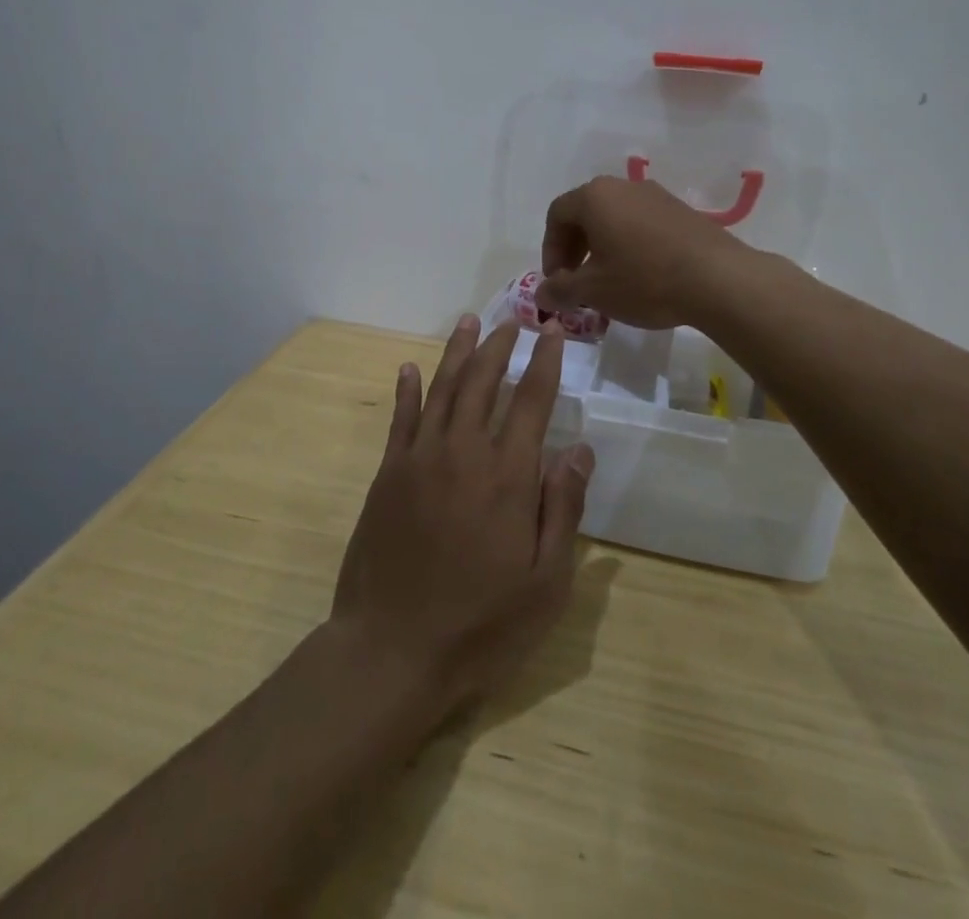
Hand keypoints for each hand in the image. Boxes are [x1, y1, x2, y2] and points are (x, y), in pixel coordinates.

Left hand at [332, 316, 593, 716]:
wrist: (392, 649)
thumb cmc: (481, 623)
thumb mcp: (545, 582)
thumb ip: (563, 508)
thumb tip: (580, 449)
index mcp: (508, 475)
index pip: (531, 401)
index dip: (544, 362)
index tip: (551, 331)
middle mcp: (463, 452)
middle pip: (483, 382)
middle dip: (500, 346)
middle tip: (513, 320)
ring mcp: (420, 459)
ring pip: (442, 389)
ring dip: (457, 352)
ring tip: (469, 322)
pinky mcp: (388, 474)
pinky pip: (401, 418)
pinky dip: (408, 389)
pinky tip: (411, 368)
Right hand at [538, 175, 753, 328]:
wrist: (719, 279)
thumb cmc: (644, 280)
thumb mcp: (594, 291)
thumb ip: (560, 290)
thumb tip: (541, 294)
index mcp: (595, 197)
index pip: (556, 215)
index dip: (550, 250)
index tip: (558, 281)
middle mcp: (624, 186)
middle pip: (585, 213)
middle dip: (575, 249)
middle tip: (579, 283)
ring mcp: (656, 196)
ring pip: (615, 218)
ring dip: (603, 248)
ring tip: (610, 283)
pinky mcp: (682, 211)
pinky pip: (642, 224)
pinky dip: (631, 245)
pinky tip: (642, 277)